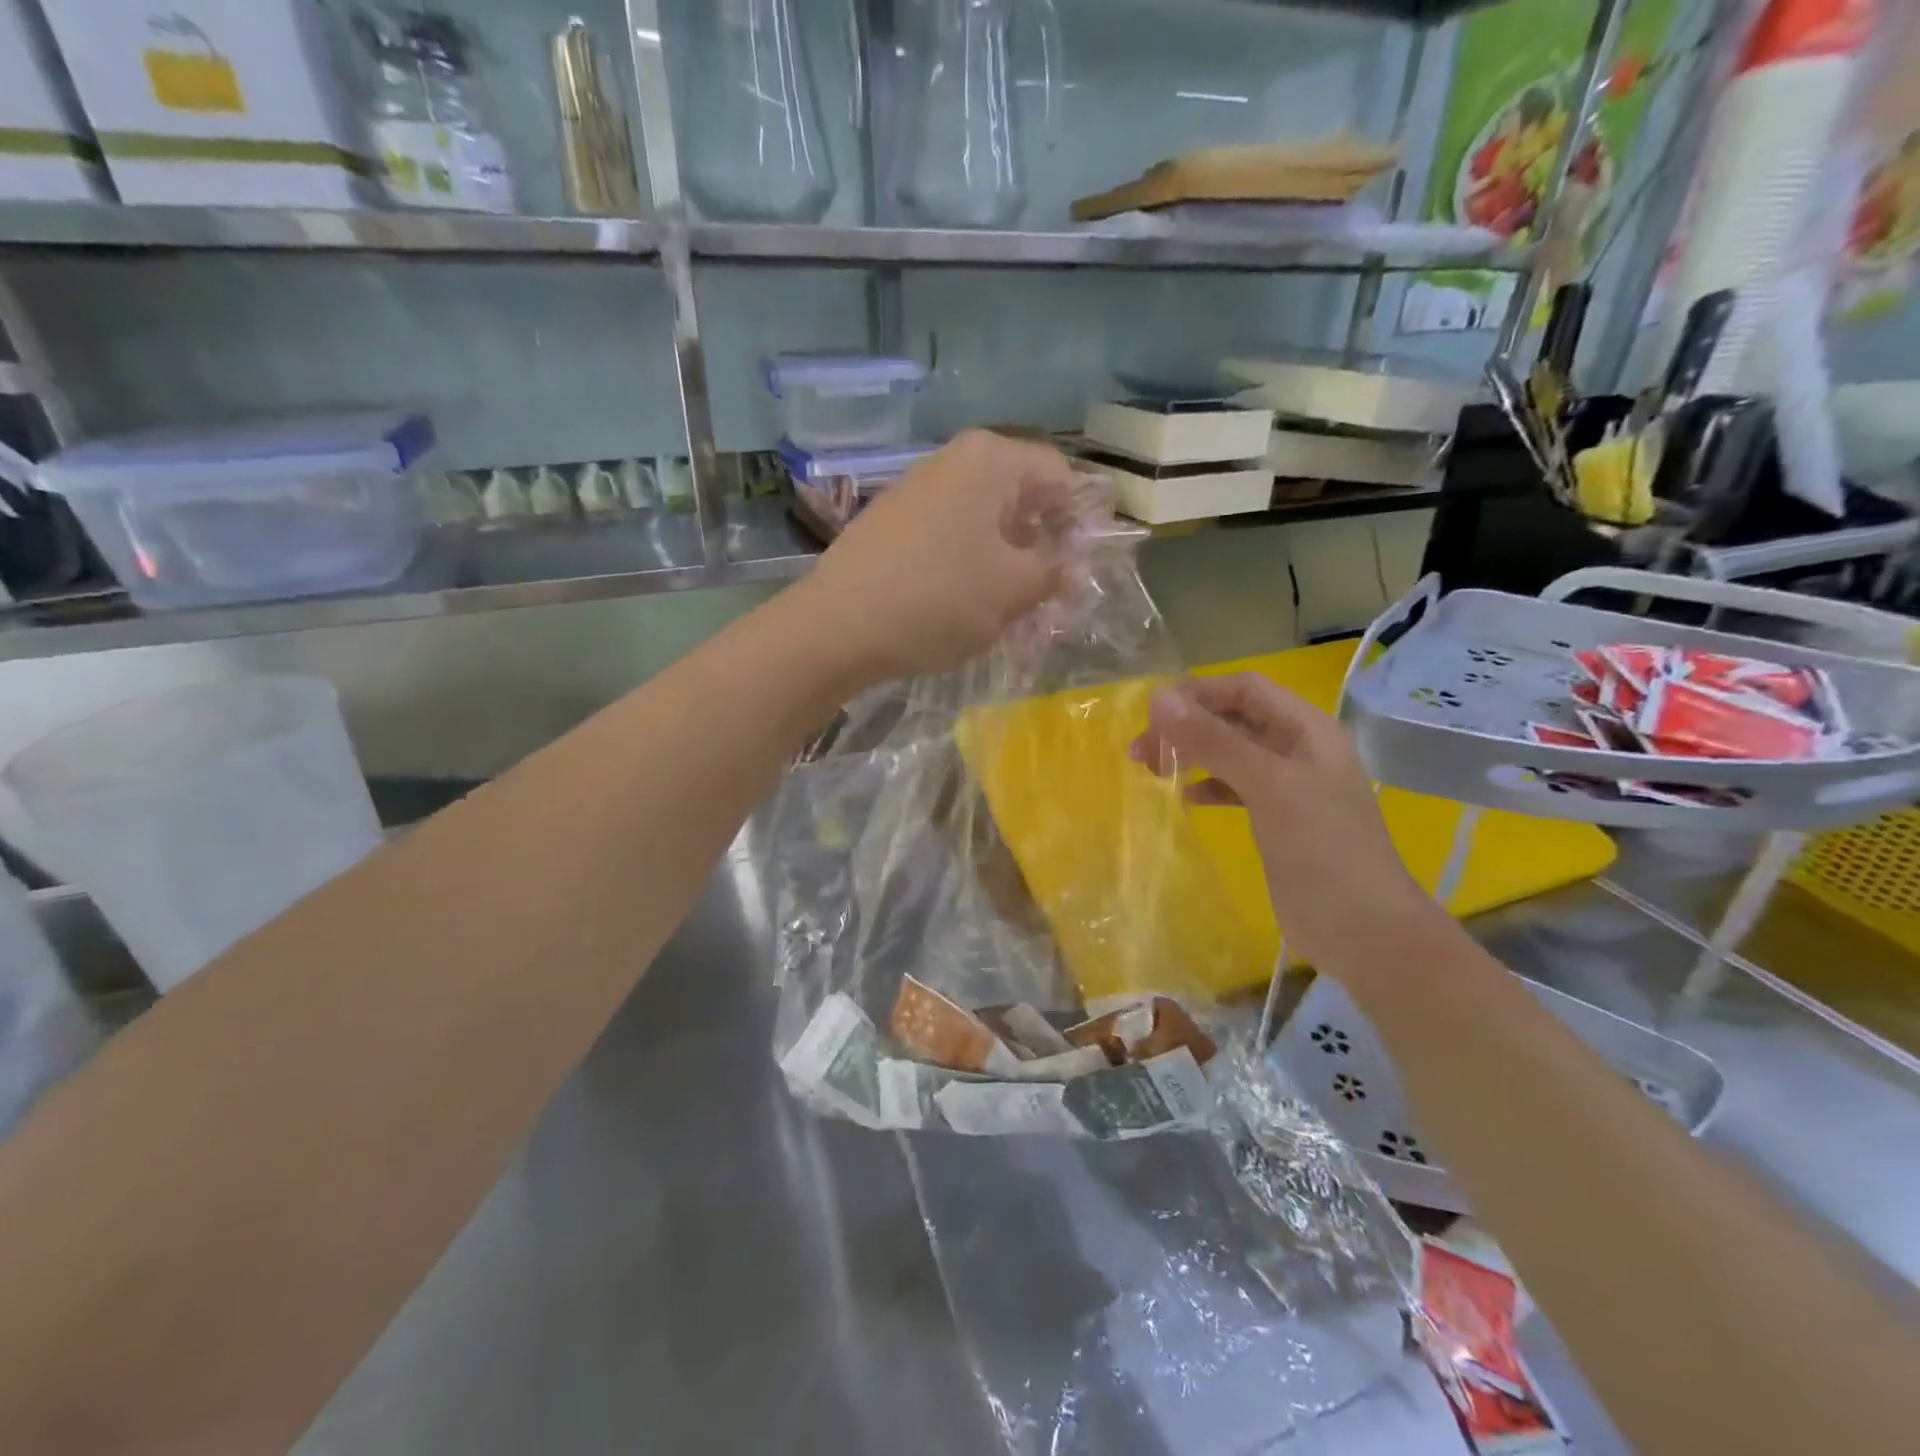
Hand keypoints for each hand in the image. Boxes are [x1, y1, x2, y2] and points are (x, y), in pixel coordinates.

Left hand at [798, 430, 1080, 683]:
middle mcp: (953, 462)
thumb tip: (1070, 566)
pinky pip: (950, 540)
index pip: (1061, 476)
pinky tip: (966, 609)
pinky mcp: (893, 525)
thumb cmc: (938, 599)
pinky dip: (969, 570)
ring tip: (1010, 614)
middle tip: (1050, 600)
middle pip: (1021, 500)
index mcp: (990, 460)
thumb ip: (1053, 571)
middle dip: (1041, 549)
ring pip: (985, 525)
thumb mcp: (1013, 590)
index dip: (1080, 522)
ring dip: (1006, 566)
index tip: (1082, 571)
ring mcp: (918, 492)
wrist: (836, 628)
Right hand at [1132, 674, 1437, 970]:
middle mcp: (1298, 748)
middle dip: (1187, 725)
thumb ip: (1214, 741)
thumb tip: (1158, 698)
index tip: (1150, 716)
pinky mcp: (1278, 818)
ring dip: (1192, 753)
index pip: (1244, 689)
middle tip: (1140, 750)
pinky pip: (1235, 786)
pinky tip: (1187, 798)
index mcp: (1307, 729)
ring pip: (1230, 752)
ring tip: (1150, 768)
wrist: (1364, 931)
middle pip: (1234, 718)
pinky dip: (1208, 785)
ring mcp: (1289, 785)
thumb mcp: (1267, 786)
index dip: (1197, 693)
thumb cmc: (1321, 849)